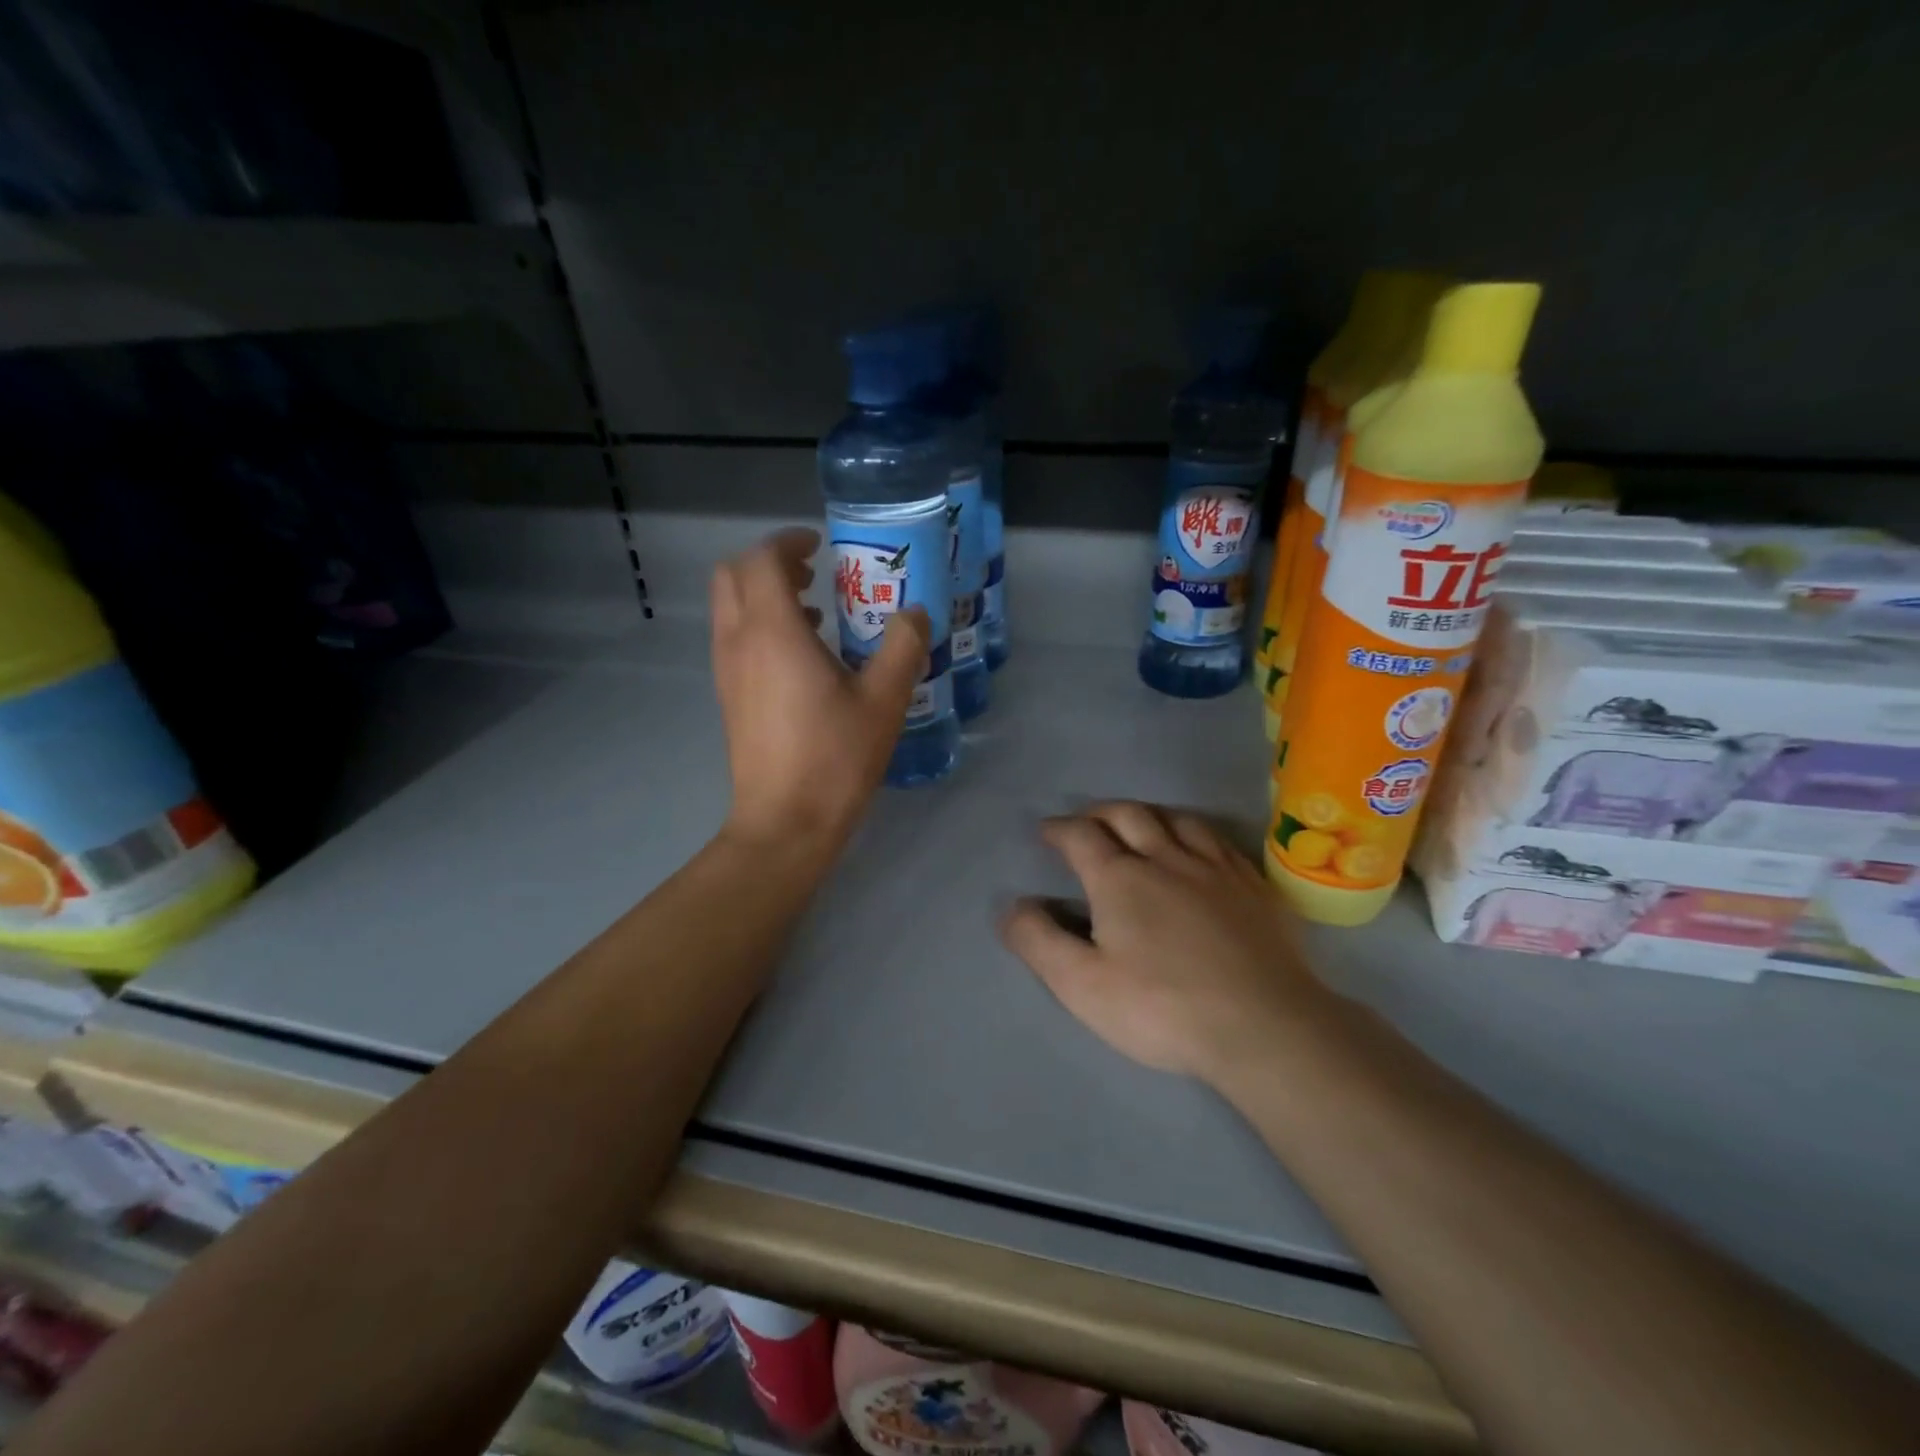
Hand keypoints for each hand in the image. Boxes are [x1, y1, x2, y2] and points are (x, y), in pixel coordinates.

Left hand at [711, 528, 929, 853]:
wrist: (785, 823)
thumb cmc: (834, 758)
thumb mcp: (884, 701)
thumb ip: (902, 647)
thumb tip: (914, 614)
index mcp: (773, 632)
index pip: (762, 560)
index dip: (789, 543)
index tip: (821, 546)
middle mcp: (739, 642)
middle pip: (733, 575)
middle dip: (770, 564)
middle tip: (815, 575)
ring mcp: (727, 671)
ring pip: (730, 608)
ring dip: (765, 596)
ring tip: (817, 615)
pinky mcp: (728, 697)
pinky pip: (736, 639)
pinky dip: (761, 627)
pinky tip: (805, 660)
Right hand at [1000, 802, 1339, 1083]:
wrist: (1265, 1028)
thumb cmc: (1163, 1009)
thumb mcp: (1082, 985)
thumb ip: (1039, 942)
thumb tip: (1012, 906)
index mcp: (1120, 878)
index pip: (1081, 836)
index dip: (1059, 829)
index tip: (1046, 832)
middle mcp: (1166, 858)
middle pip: (1128, 815)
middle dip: (1100, 813)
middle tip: (1087, 822)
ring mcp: (1216, 869)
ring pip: (1178, 820)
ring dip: (1150, 815)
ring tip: (1141, 826)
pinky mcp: (1255, 888)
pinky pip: (1221, 842)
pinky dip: (1198, 834)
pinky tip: (1201, 850)